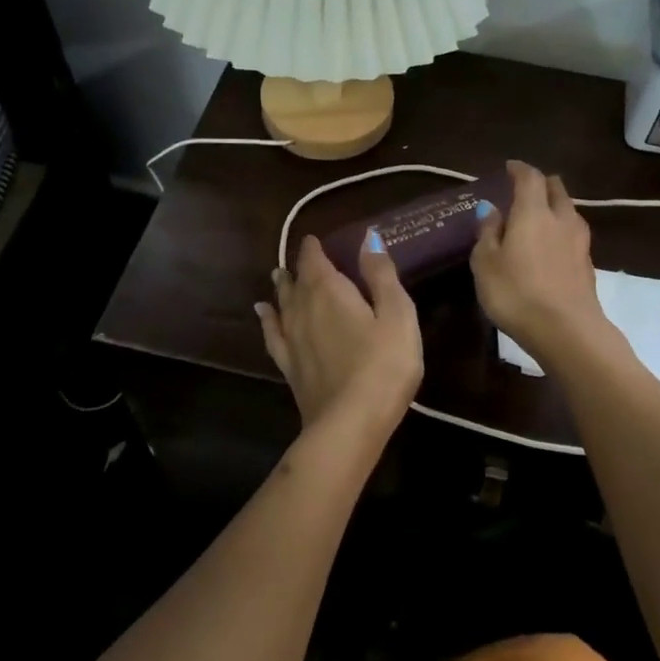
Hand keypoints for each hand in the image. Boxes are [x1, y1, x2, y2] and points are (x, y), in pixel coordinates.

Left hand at [257, 236, 421, 433]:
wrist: (349, 424)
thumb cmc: (383, 365)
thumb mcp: (397, 315)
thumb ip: (381, 275)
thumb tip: (367, 237)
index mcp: (329, 291)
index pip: (315, 260)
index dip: (314, 248)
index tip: (314, 239)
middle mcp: (303, 309)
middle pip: (296, 281)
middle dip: (299, 267)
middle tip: (300, 258)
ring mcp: (292, 339)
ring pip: (282, 304)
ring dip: (282, 288)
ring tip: (278, 276)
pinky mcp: (290, 367)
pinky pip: (272, 334)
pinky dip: (267, 319)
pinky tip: (262, 313)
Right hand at [471, 161, 614, 366]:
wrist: (567, 331)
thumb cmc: (516, 293)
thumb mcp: (486, 263)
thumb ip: (488, 232)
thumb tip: (491, 209)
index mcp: (533, 212)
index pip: (529, 177)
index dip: (519, 169)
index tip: (509, 167)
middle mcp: (561, 219)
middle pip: (556, 189)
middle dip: (541, 184)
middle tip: (525, 189)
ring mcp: (579, 242)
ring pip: (568, 212)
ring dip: (554, 208)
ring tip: (538, 218)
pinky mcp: (587, 265)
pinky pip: (573, 236)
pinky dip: (561, 232)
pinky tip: (551, 246)